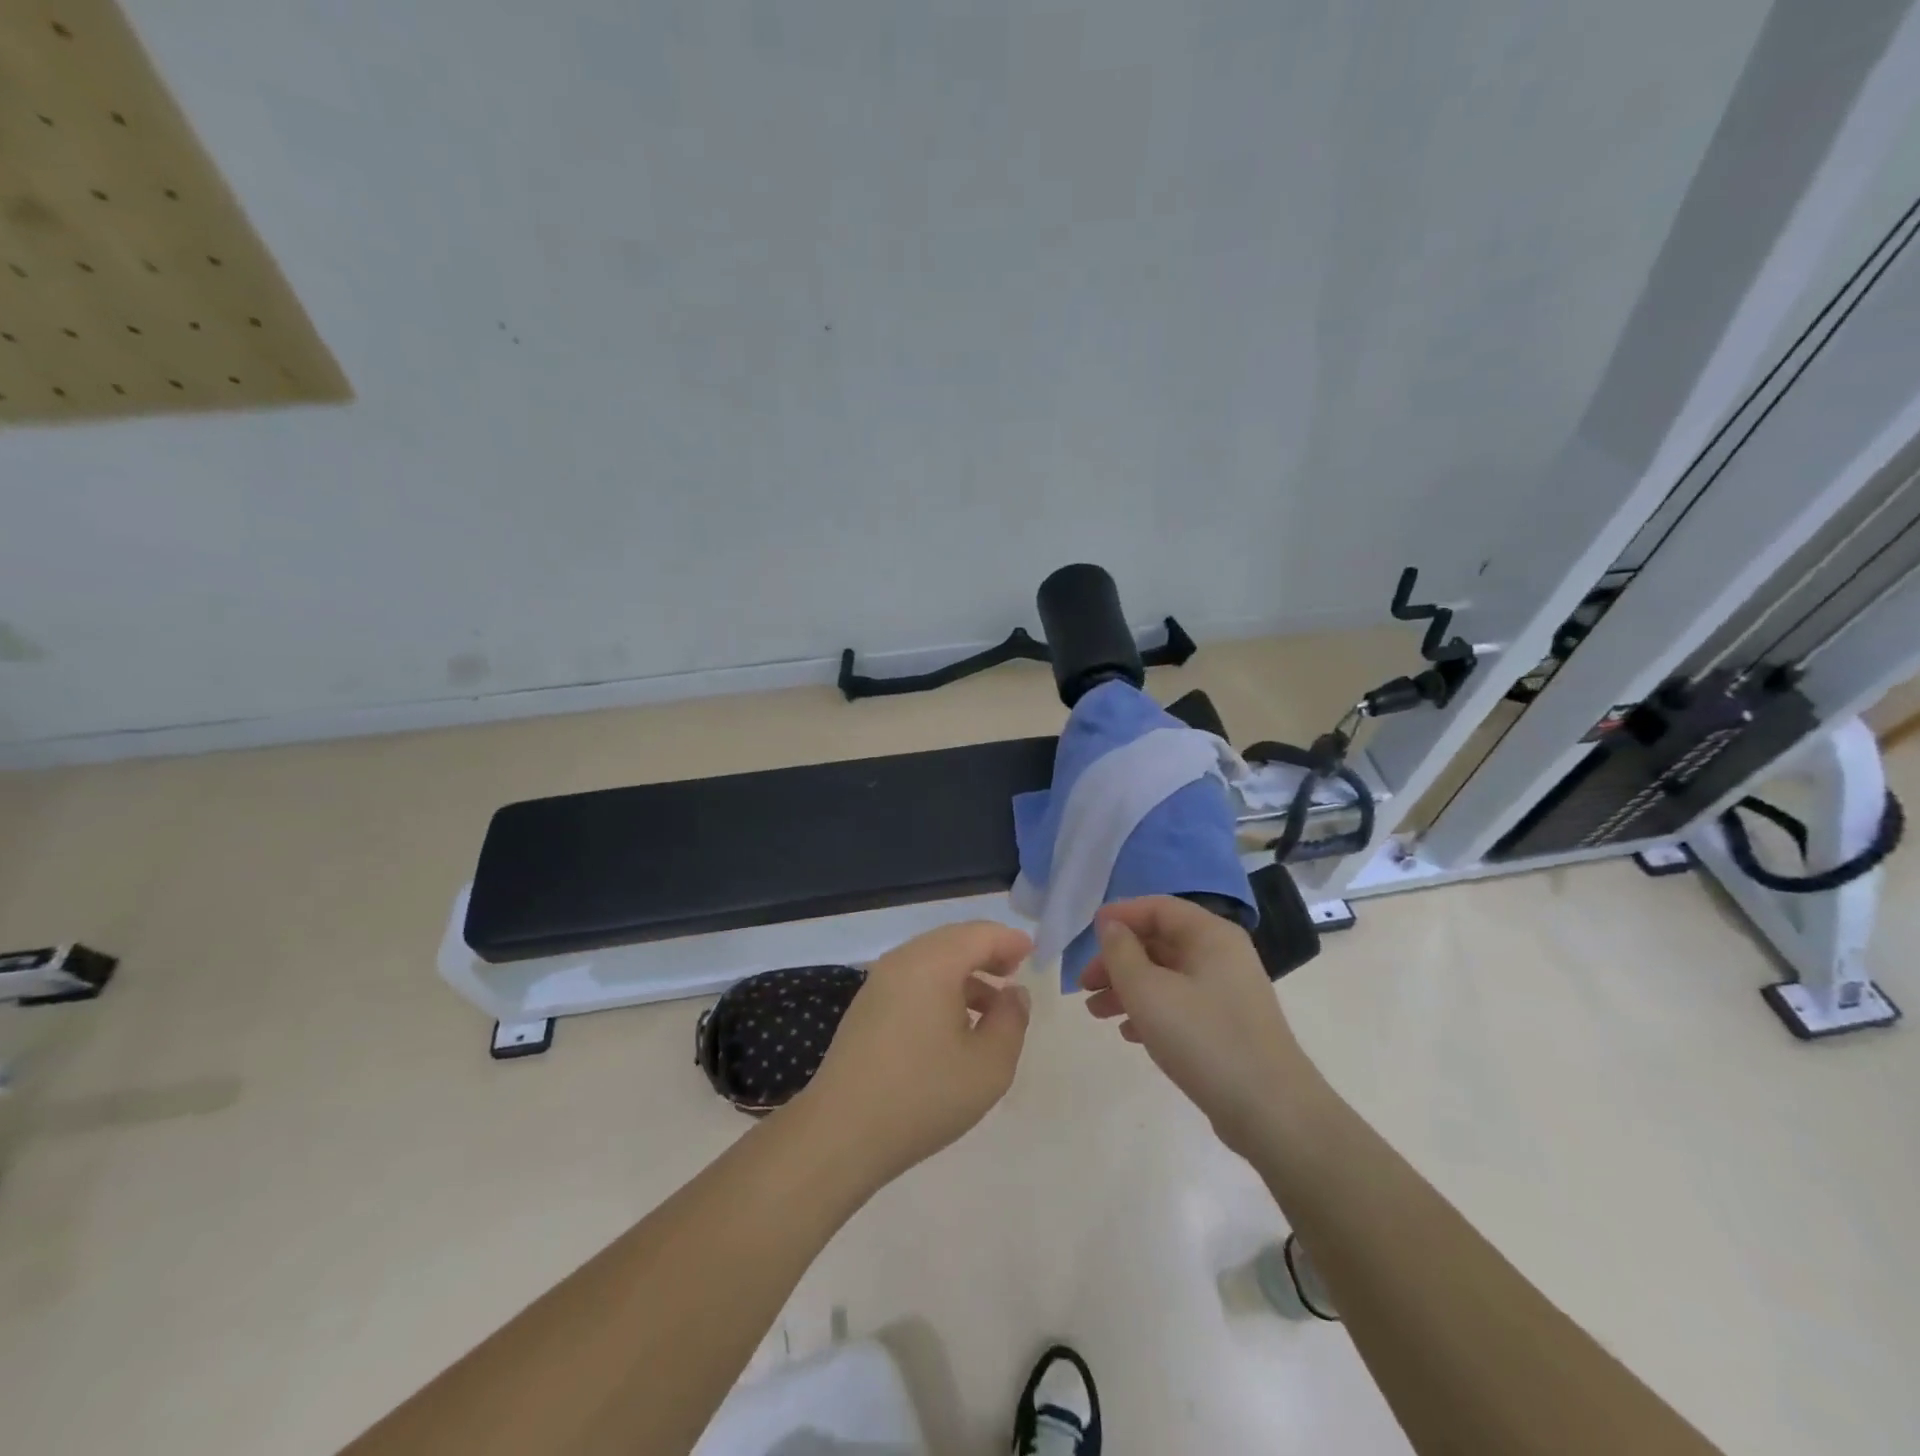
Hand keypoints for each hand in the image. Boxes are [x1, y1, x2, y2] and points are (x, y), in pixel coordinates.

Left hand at [795, 921, 1032, 1186]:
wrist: (841, 1133)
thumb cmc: (923, 1095)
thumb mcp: (988, 1065)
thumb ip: (1011, 1021)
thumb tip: (1014, 993)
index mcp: (932, 963)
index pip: (979, 934)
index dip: (1009, 940)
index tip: (1032, 954)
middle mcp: (902, 961)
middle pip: (952, 940)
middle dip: (986, 952)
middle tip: (1014, 972)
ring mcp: (878, 982)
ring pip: (930, 959)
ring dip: (964, 972)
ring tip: (991, 1005)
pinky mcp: (866, 1007)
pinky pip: (912, 979)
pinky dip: (939, 986)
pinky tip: (953, 1023)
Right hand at [1081, 896, 1307, 1155]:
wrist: (1271, 1113)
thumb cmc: (1204, 1039)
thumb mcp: (1148, 991)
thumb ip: (1121, 952)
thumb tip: (1111, 927)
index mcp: (1211, 935)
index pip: (1158, 907)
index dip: (1120, 915)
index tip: (1087, 935)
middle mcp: (1223, 955)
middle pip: (1160, 942)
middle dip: (1118, 960)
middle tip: (1085, 984)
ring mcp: (1228, 992)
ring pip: (1167, 976)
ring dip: (1128, 988)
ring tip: (1096, 1013)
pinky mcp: (1228, 1026)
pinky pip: (1181, 1004)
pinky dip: (1151, 1011)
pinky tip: (1129, 1034)